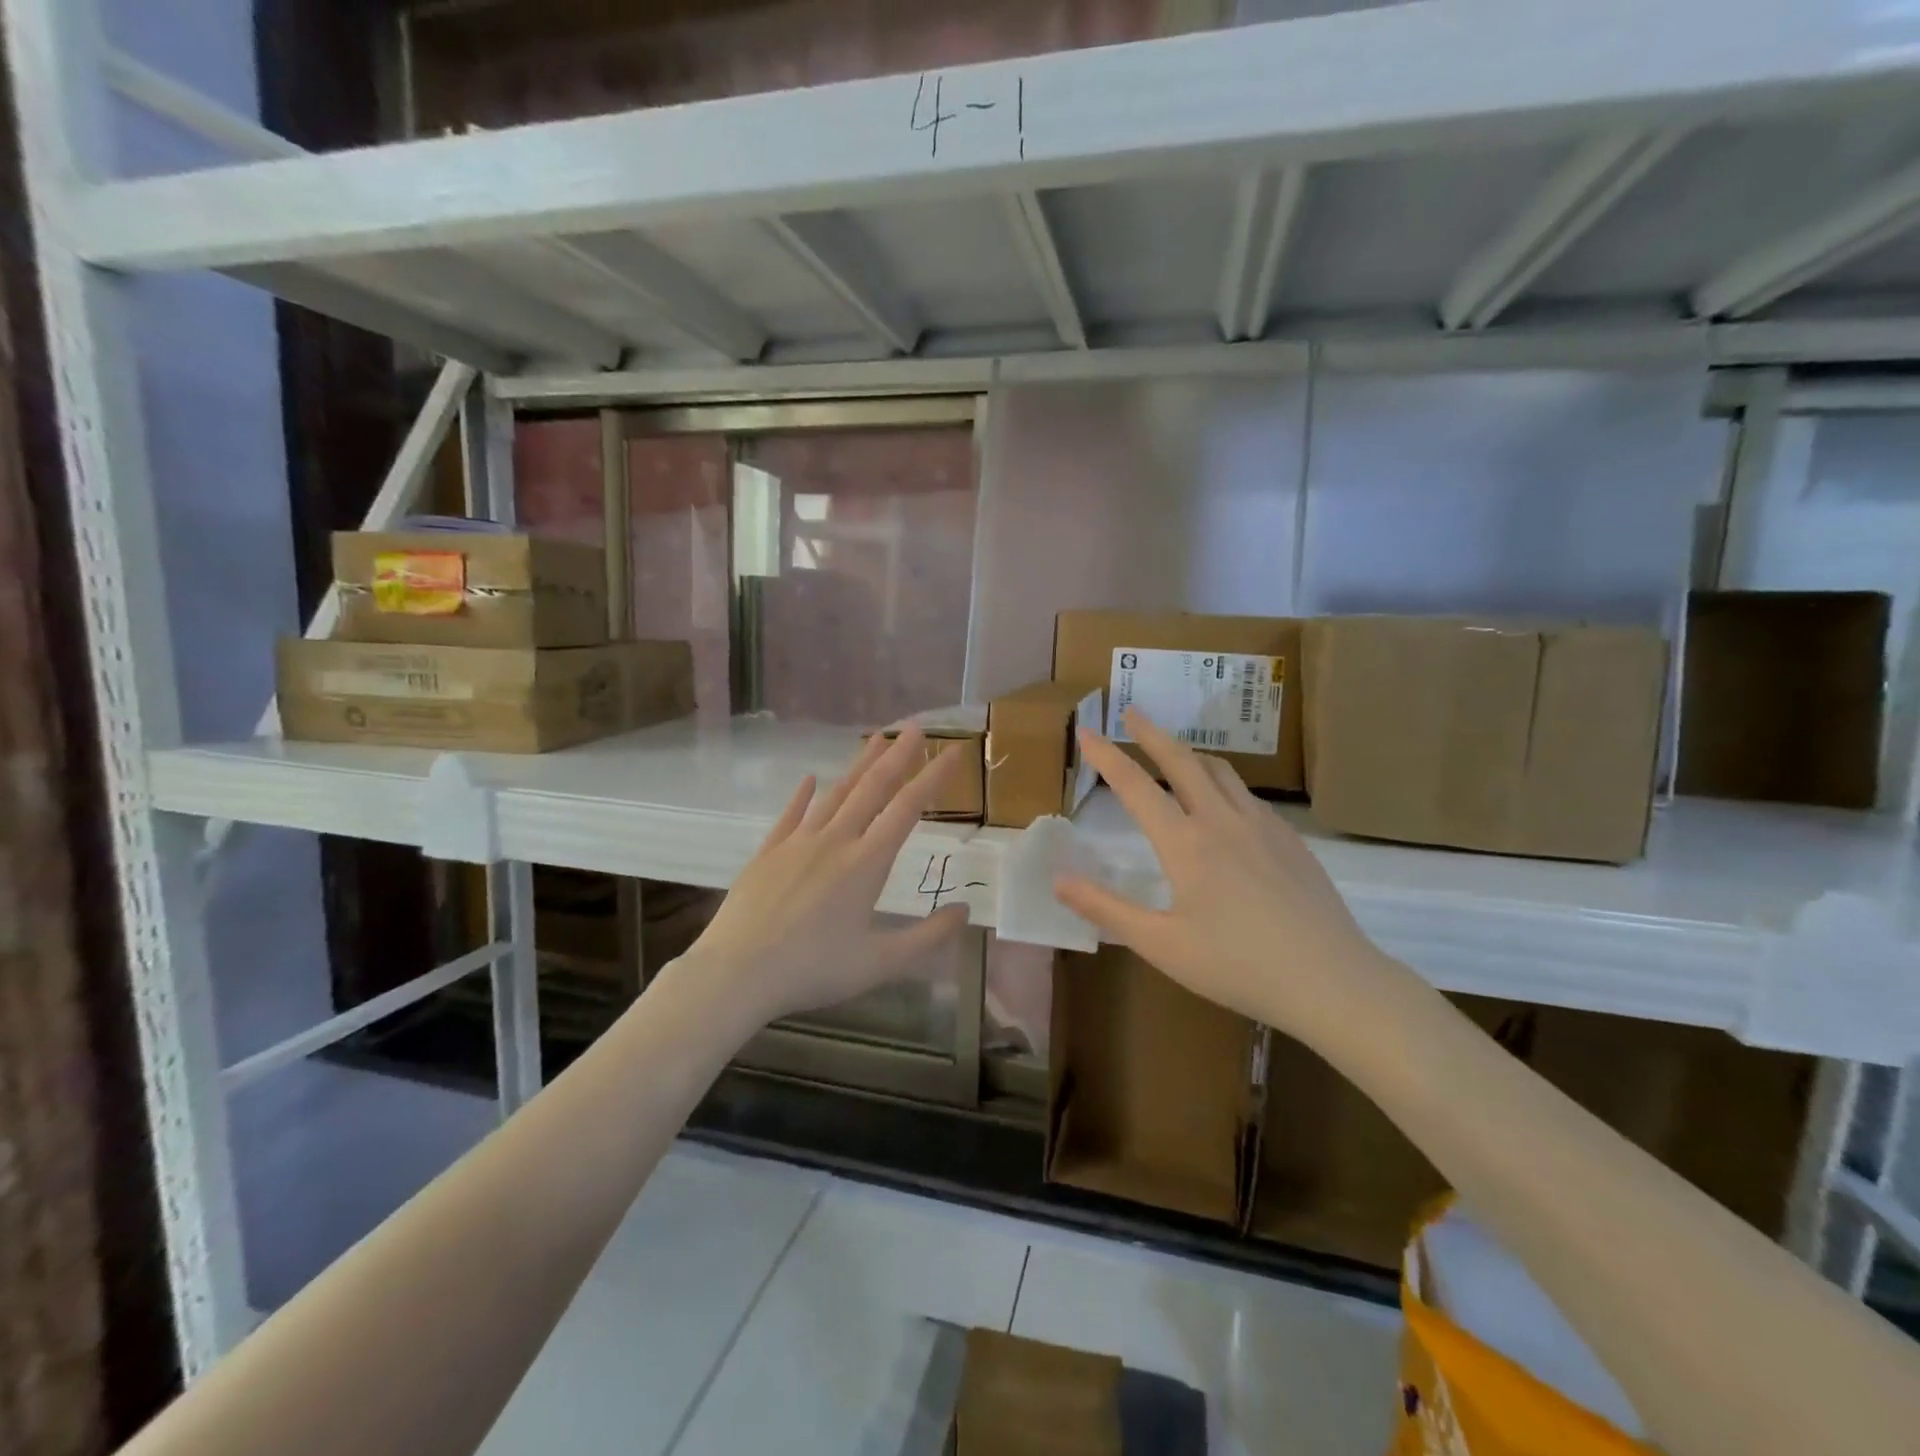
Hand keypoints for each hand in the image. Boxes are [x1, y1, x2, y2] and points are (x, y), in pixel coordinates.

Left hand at [674, 727, 970, 1031]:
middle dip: (897, 756)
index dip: (932, 778)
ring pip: (835, 794)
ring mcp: (798, 843)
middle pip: (872, 789)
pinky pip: (791, 815)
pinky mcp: (768, 852)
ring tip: (875, 739)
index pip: (907, 809)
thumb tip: (965, 911)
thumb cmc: (813, 969)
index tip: (951, 752)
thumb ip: (927, 937)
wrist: (737, 972)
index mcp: (866, 864)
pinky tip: (811, 778)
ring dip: (858, 766)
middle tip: (915, 727)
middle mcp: (835, 841)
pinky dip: (803, 795)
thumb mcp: (881, 963)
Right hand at [1053, 709, 1406, 1041]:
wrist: (1330, 980)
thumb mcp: (1160, 944)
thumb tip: (1058, 880)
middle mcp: (1222, 821)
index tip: (1086, 730)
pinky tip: (1224, 804)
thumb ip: (1106, 908)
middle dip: (1152, 733)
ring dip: (1190, 753)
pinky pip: (1248, 795)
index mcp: (1186, 843)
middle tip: (1132, 712)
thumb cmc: (1236, 966)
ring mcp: (1263, 826)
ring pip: (1221, 771)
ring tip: (1174, 751)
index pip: (1136, 786)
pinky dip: (1222, 782)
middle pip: (1182, 760)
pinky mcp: (1291, 840)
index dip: (1107, 756)